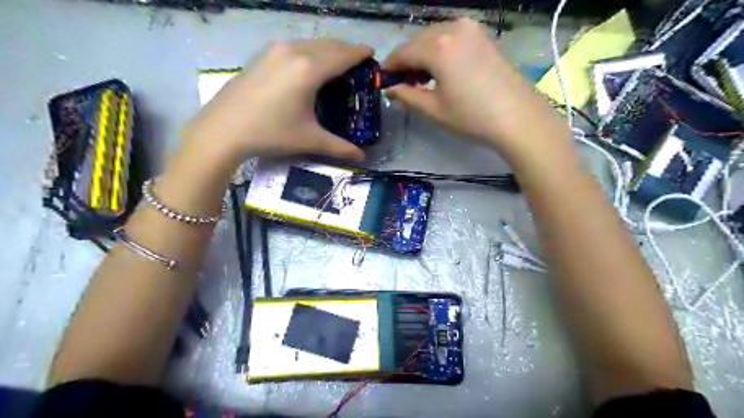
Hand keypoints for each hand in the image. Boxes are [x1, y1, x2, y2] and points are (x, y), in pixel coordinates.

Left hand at [184, 38, 369, 166]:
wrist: (223, 129)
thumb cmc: (271, 133)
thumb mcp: (309, 139)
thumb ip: (339, 147)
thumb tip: (362, 157)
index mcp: (309, 69)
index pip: (342, 55)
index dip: (359, 53)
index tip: (371, 53)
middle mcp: (293, 52)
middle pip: (328, 44)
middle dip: (346, 50)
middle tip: (357, 62)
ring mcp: (275, 50)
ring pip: (310, 43)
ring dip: (327, 50)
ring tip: (337, 63)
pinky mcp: (262, 56)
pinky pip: (295, 46)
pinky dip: (310, 52)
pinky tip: (309, 66)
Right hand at [383, 20, 571, 161]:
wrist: (518, 117)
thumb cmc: (471, 116)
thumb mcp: (433, 109)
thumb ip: (407, 95)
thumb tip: (390, 89)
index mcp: (438, 45)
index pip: (403, 51)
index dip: (390, 66)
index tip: (383, 80)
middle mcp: (454, 27)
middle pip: (418, 40)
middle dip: (407, 60)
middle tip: (404, 84)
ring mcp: (472, 29)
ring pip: (435, 37)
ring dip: (424, 55)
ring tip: (423, 80)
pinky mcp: (484, 36)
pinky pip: (453, 37)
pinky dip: (441, 50)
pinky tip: (443, 70)